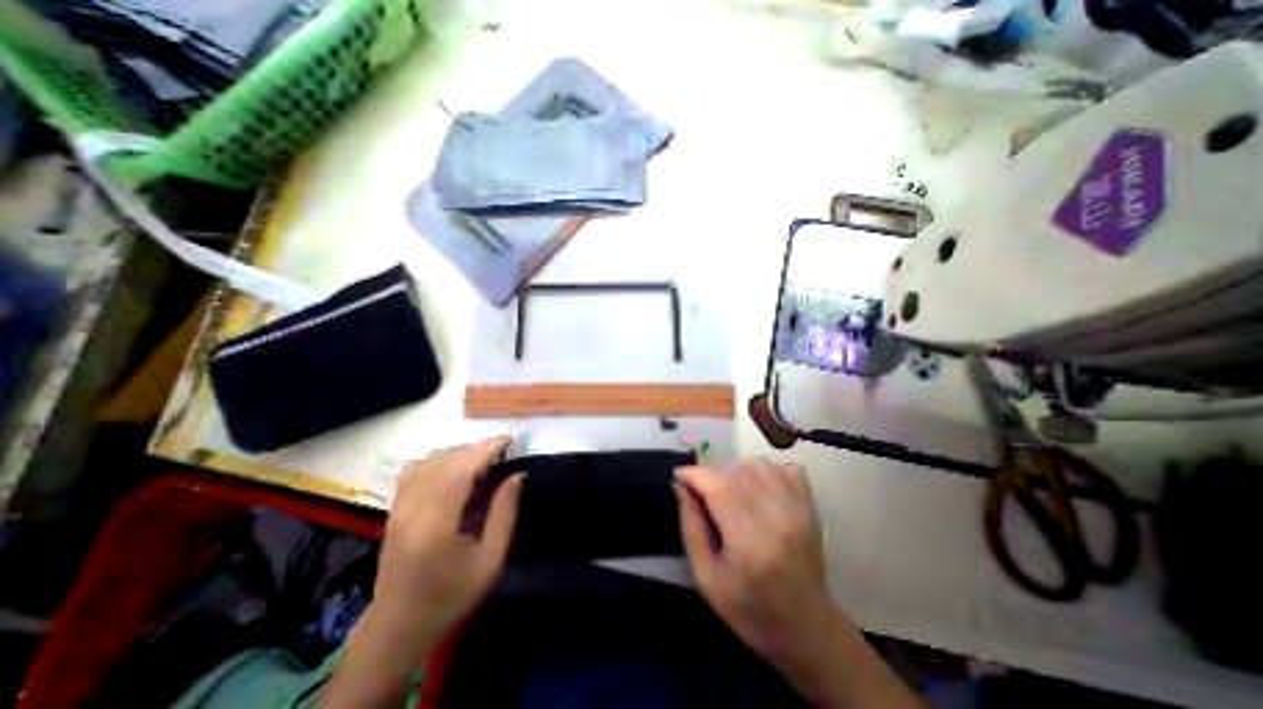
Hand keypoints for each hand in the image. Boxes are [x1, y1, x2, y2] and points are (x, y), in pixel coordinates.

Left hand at [370, 435, 523, 660]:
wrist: (398, 626)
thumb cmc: (452, 595)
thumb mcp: (491, 559)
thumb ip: (504, 513)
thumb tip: (517, 475)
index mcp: (437, 523)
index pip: (462, 468)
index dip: (487, 448)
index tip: (509, 440)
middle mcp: (413, 508)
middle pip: (447, 459)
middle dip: (477, 448)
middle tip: (501, 455)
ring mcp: (399, 506)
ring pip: (430, 459)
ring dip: (459, 452)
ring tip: (481, 462)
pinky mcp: (394, 508)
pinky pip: (415, 468)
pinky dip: (439, 460)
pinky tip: (453, 471)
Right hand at [675, 462, 840, 667]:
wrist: (808, 630)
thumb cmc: (749, 610)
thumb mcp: (706, 579)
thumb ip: (690, 528)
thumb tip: (680, 486)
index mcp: (748, 542)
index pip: (717, 486)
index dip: (693, 474)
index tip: (679, 476)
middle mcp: (776, 518)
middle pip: (735, 470)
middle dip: (710, 473)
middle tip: (701, 490)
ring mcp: (797, 510)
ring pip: (758, 465)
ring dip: (735, 470)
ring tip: (727, 490)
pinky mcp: (810, 507)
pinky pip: (785, 468)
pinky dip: (765, 470)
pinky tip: (756, 487)